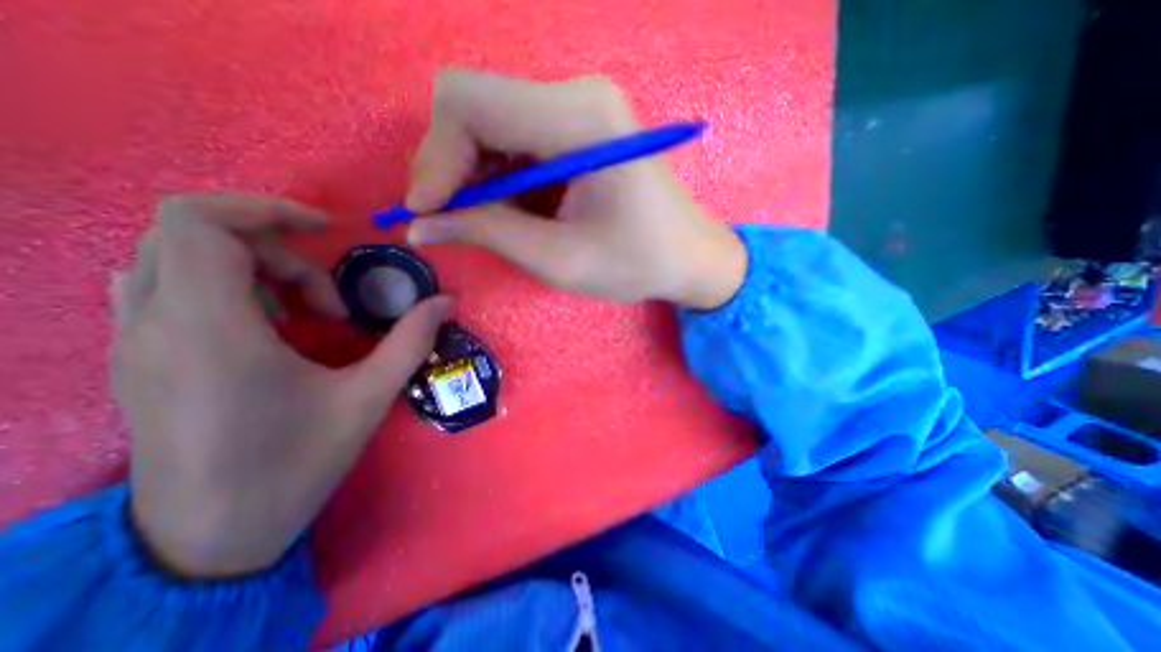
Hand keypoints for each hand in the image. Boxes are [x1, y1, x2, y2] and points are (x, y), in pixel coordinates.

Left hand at [109, 192, 449, 576]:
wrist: (210, 538)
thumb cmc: (295, 464)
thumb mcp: (369, 397)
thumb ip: (411, 340)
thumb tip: (445, 301)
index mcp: (211, 330)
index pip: (199, 223)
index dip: (266, 209)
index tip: (325, 230)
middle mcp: (155, 325)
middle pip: (191, 233)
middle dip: (274, 247)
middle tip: (327, 296)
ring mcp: (135, 343)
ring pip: (174, 259)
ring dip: (251, 267)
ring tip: (303, 312)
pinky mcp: (137, 361)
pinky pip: (164, 289)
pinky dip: (223, 286)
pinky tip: (269, 326)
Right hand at [406, 72, 746, 311]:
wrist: (689, 255)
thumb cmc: (636, 263)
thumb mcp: (559, 260)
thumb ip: (487, 233)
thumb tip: (420, 223)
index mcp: (580, 118)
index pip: (468, 103)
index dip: (435, 159)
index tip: (426, 211)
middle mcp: (577, 94)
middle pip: (474, 105)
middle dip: (450, 166)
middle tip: (451, 219)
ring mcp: (580, 106)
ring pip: (491, 121)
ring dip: (475, 174)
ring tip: (487, 221)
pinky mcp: (580, 126)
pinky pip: (516, 137)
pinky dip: (500, 174)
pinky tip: (514, 208)